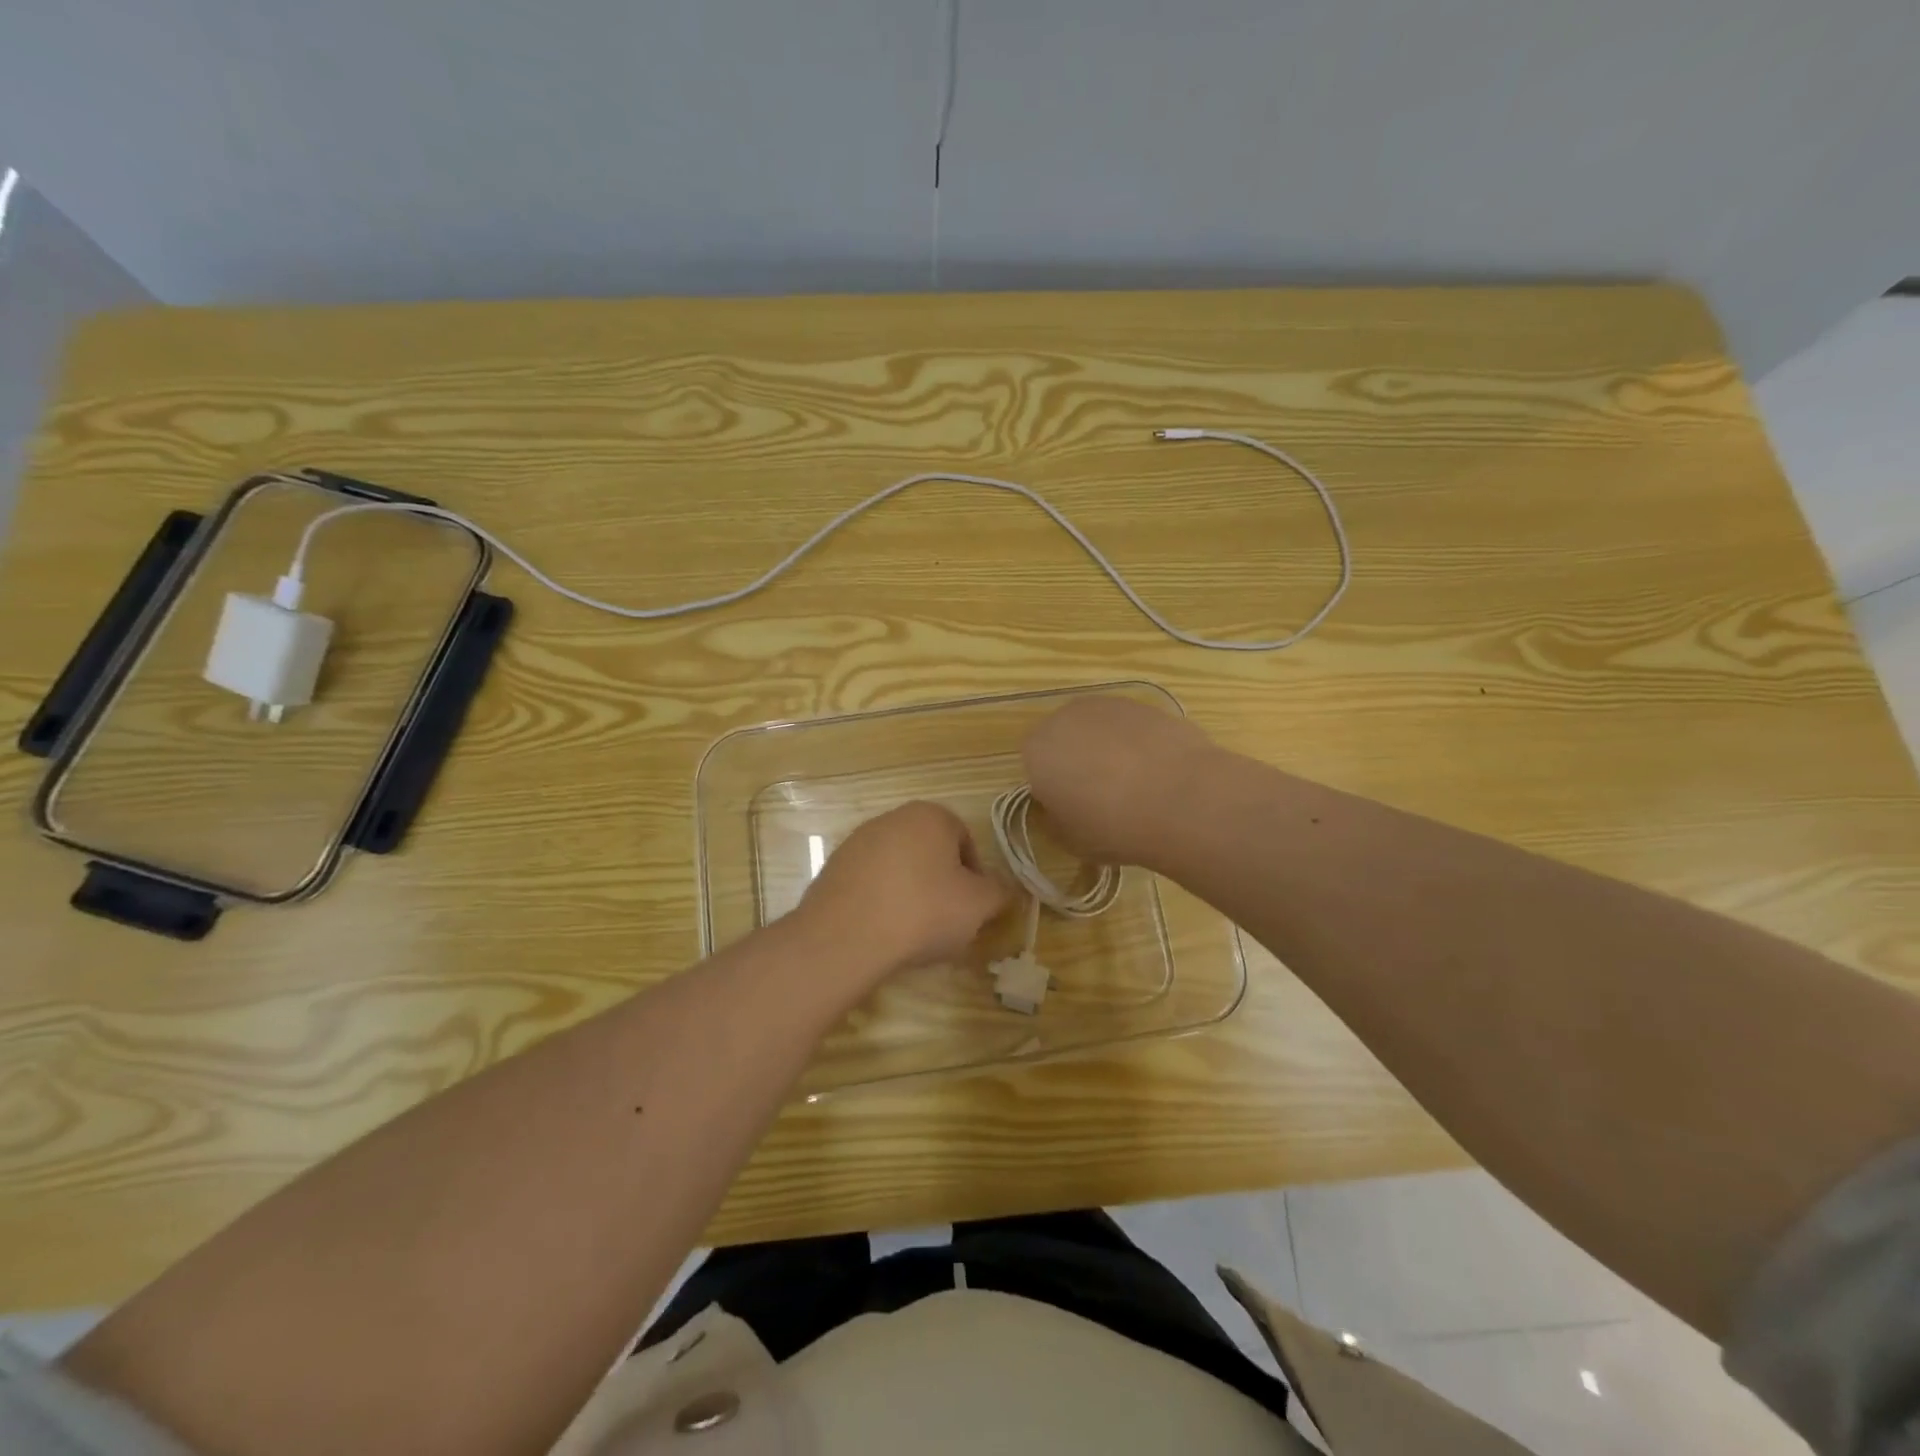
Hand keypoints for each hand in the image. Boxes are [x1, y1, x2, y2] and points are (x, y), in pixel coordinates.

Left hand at [795, 801, 1010, 979]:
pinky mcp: (833, 867)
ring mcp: (857, 841)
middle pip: (930, 851)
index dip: (974, 876)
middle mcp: (892, 818)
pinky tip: (883, 930)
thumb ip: (998, 892)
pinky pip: (870, 882)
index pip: (965, 840)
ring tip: (913, 930)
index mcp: (930, 815)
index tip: (972, 907)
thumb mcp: (978, 905)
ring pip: (899, 867)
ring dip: (911, 892)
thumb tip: (1001, 889)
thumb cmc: (923, 911)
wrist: (845, 936)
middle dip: (941, 883)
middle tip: (946, 920)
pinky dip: (881, 901)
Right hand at [1021, 696, 1220, 867]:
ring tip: (1136, 785)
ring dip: (1108, 750)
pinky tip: (1158, 772)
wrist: (1179, 798)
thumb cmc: (1112, 826)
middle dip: (1077, 762)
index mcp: (1037, 750)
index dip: (1053, 788)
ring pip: (1099, 730)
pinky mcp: (1145, 705)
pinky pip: (1131, 728)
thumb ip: (1055, 818)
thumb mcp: (1069, 840)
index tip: (1073, 810)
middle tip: (1102, 796)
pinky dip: (1139, 745)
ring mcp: (1108, 706)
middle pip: (1065, 740)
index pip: (1034, 767)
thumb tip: (1062, 807)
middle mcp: (1065, 718)